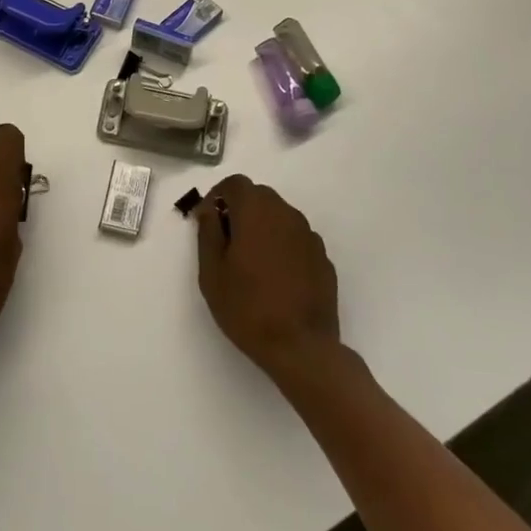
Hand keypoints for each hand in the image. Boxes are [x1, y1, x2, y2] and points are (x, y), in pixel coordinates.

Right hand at [195, 175, 341, 378]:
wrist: (301, 347)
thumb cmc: (247, 307)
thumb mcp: (212, 272)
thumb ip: (208, 232)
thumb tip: (208, 209)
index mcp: (256, 212)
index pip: (236, 183)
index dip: (218, 195)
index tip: (208, 220)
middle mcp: (286, 214)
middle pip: (259, 196)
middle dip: (240, 209)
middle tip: (226, 241)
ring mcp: (309, 236)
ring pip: (280, 216)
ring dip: (262, 226)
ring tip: (251, 261)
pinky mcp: (323, 258)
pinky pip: (296, 238)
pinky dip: (282, 245)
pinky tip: (275, 277)